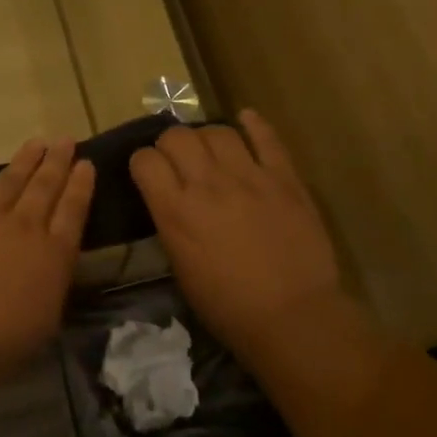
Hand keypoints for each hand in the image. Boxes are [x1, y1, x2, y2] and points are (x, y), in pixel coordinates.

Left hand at [0, 138, 95, 374]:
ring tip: (37, 142)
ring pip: (12, 178)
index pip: (74, 210)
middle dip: (58, 161)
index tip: (86, 164)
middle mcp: (25, 226)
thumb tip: (50, 262)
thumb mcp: (45, 318)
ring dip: (26, 158)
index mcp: (53, 254)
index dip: (81, 185)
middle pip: (45, 186)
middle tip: (65, 140)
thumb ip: (51, 281)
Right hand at [129, 109, 345, 361]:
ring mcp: (249, 177)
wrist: (293, 317)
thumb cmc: (228, 306)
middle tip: (178, 160)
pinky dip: (254, 125)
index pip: (145, 160)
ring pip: (218, 131)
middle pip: (177, 136)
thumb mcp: (181, 267)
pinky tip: (246, 119)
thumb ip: (172, 224)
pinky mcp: (285, 178)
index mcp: (176, 211)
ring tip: (211, 149)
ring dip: (207, 137)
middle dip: (170, 143)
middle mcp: (207, 184)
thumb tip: (171, 201)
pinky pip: (266, 138)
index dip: (143, 162)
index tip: (149, 173)